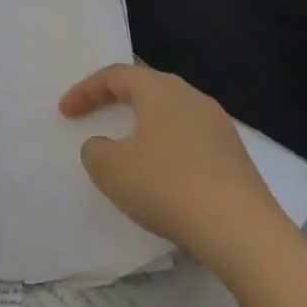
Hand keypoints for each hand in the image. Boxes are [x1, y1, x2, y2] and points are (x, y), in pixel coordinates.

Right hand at [61, 63, 290, 265]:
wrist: (242, 230)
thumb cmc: (167, 185)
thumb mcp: (110, 168)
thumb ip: (95, 150)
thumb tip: (104, 146)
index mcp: (160, 90)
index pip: (116, 75)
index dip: (85, 90)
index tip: (65, 112)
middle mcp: (193, 98)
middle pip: (148, 88)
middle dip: (117, 99)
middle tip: (95, 114)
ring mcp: (220, 127)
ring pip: (172, 115)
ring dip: (145, 126)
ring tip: (128, 148)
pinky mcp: (235, 158)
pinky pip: (191, 141)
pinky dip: (168, 150)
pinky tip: (163, 177)